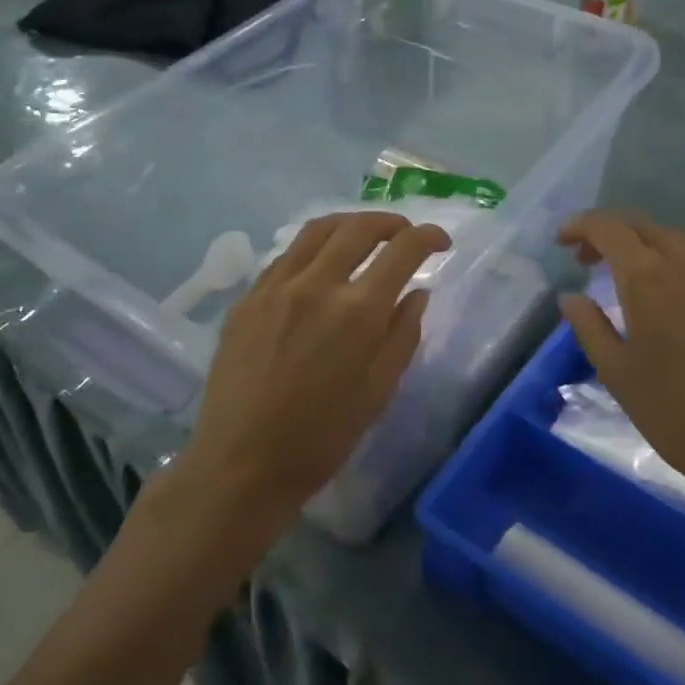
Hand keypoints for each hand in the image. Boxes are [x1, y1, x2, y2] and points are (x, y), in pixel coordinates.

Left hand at [182, 211, 449, 537]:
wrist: (243, 463)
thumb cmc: (322, 437)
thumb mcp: (379, 391)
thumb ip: (403, 334)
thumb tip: (417, 293)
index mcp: (358, 311)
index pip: (403, 250)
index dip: (428, 237)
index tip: (441, 242)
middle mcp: (316, 285)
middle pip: (359, 227)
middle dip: (391, 222)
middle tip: (405, 234)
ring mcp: (276, 287)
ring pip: (317, 230)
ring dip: (350, 224)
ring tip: (365, 235)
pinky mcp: (247, 298)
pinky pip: (286, 255)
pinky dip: (314, 247)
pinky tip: (320, 265)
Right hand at [557, 212, 684, 559]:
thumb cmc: (674, 411)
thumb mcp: (616, 373)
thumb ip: (589, 327)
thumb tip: (570, 297)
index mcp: (649, 279)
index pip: (610, 228)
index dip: (582, 226)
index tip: (563, 241)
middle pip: (647, 227)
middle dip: (613, 234)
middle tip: (588, 260)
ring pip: (681, 246)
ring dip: (648, 250)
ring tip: (629, 282)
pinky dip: (678, 273)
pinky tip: (675, 310)